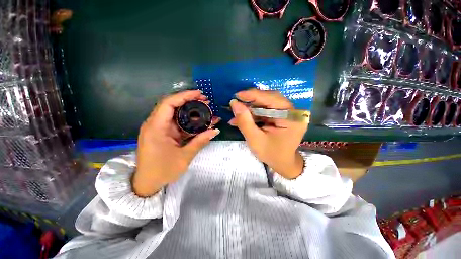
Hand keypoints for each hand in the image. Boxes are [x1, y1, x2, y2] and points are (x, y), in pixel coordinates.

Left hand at [133, 90, 219, 196]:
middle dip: (190, 101)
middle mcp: (155, 124)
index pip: (168, 103)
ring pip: (176, 114)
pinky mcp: (164, 134)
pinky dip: (189, 122)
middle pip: (172, 106)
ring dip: (191, 112)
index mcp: (156, 128)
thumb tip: (215, 131)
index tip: (200, 94)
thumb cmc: (163, 171)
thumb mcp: (184, 156)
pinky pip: (177, 124)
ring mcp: (159, 129)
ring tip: (206, 110)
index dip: (184, 96)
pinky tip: (200, 122)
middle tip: (206, 101)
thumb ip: (200, 141)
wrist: (147, 184)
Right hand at [229, 89, 307, 178]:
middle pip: (269, 99)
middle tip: (236, 103)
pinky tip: (242, 118)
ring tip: (236, 113)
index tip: (237, 95)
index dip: (253, 95)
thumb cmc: (271, 154)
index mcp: (291, 118)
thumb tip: (234, 103)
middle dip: (251, 101)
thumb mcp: (255, 140)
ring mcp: (287, 113)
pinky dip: (254, 113)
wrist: (283, 164)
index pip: (272, 99)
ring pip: (266, 103)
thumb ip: (244, 121)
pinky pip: (266, 110)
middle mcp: (292, 112)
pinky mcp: (281, 116)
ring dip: (250, 108)